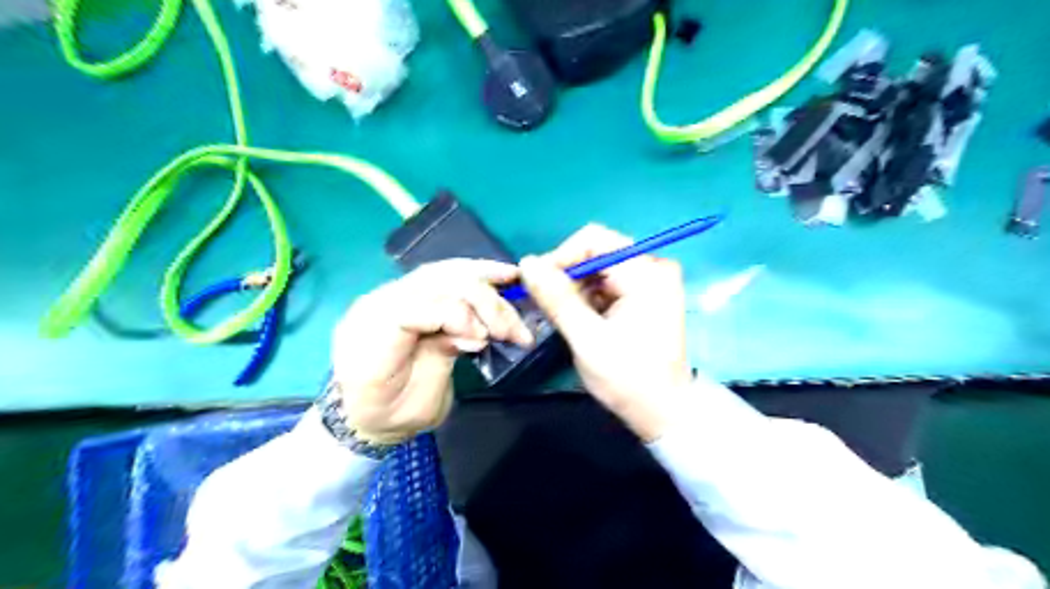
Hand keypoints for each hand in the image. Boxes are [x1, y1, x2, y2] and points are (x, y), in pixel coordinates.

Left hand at [332, 260, 533, 443]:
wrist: (362, 413)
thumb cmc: (388, 415)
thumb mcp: (417, 404)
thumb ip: (440, 361)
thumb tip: (476, 334)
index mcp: (369, 336)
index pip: (412, 307)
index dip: (453, 315)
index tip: (483, 339)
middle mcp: (377, 304)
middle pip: (432, 282)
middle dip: (478, 298)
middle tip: (509, 328)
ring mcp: (392, 295)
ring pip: (441, 272)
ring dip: (482, 276)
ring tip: (513, 280)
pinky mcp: (410, 294)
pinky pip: (443, 276)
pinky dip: (473, 274)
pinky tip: (496, 273)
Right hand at [519, 225, 695, 440]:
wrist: (663, 411)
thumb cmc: (628, 378)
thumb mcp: (587, 339)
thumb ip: (557, 298)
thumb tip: (526, 262)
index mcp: (646, 273)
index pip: (594, 240)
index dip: (560, 256)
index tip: (536, 283)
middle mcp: (653, 268)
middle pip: (596, 252)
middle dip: (567, 276)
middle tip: (546, 305)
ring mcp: (651, 281)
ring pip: (598, 269)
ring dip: (575, 289)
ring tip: (563, 316)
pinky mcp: (646, 294)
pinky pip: (608, 283)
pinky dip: (589, 297)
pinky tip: (581, 319)